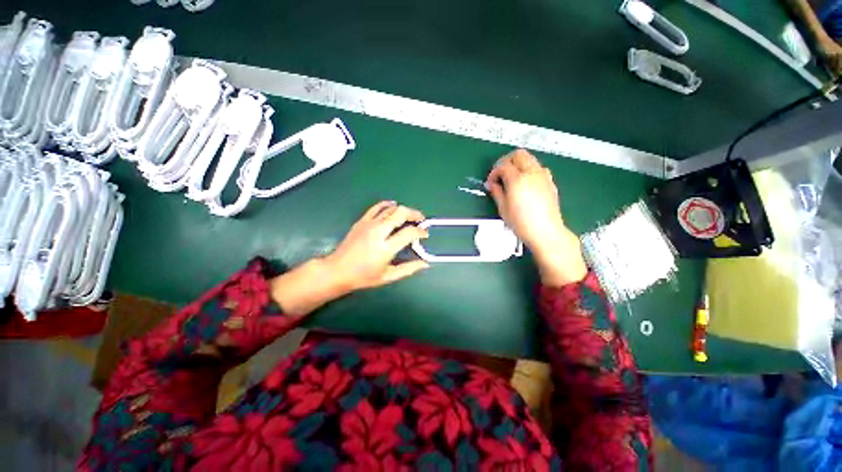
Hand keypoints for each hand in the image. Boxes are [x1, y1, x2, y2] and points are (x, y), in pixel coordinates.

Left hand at [324, 201, 429, 292]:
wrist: (337, 270)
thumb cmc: (363, 276)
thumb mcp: (388, 276)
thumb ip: (408, 269)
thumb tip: (425, 263)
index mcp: (386, 248)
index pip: (409, 232)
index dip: (420, 232)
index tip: (425, 235)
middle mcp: (378, 232)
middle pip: (401, 213)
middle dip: (414, 214)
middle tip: (421, 220)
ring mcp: (369, 225)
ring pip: (391, 209)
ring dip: (403, 210)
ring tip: (410, 216)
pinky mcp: (361, 221)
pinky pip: (377, 207)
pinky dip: (387, 205)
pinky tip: (393, 206)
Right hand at [486, 149, 586, 285]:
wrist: (545, 231)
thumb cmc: (522, 223)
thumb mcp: (503, 208)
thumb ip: (496, 192)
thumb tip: (493, 185)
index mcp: (518, 179)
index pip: (502, 166)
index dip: (493, 173)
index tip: (491, 183)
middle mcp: (532, 173)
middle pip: (518, 154)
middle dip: (506, 161)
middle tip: (500, 173)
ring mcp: (543, 176)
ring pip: (529, 158)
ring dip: (518, 164)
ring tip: (511, 178)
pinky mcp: (550, 182)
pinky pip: (538, 168)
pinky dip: (528, 170)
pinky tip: (524, 183)